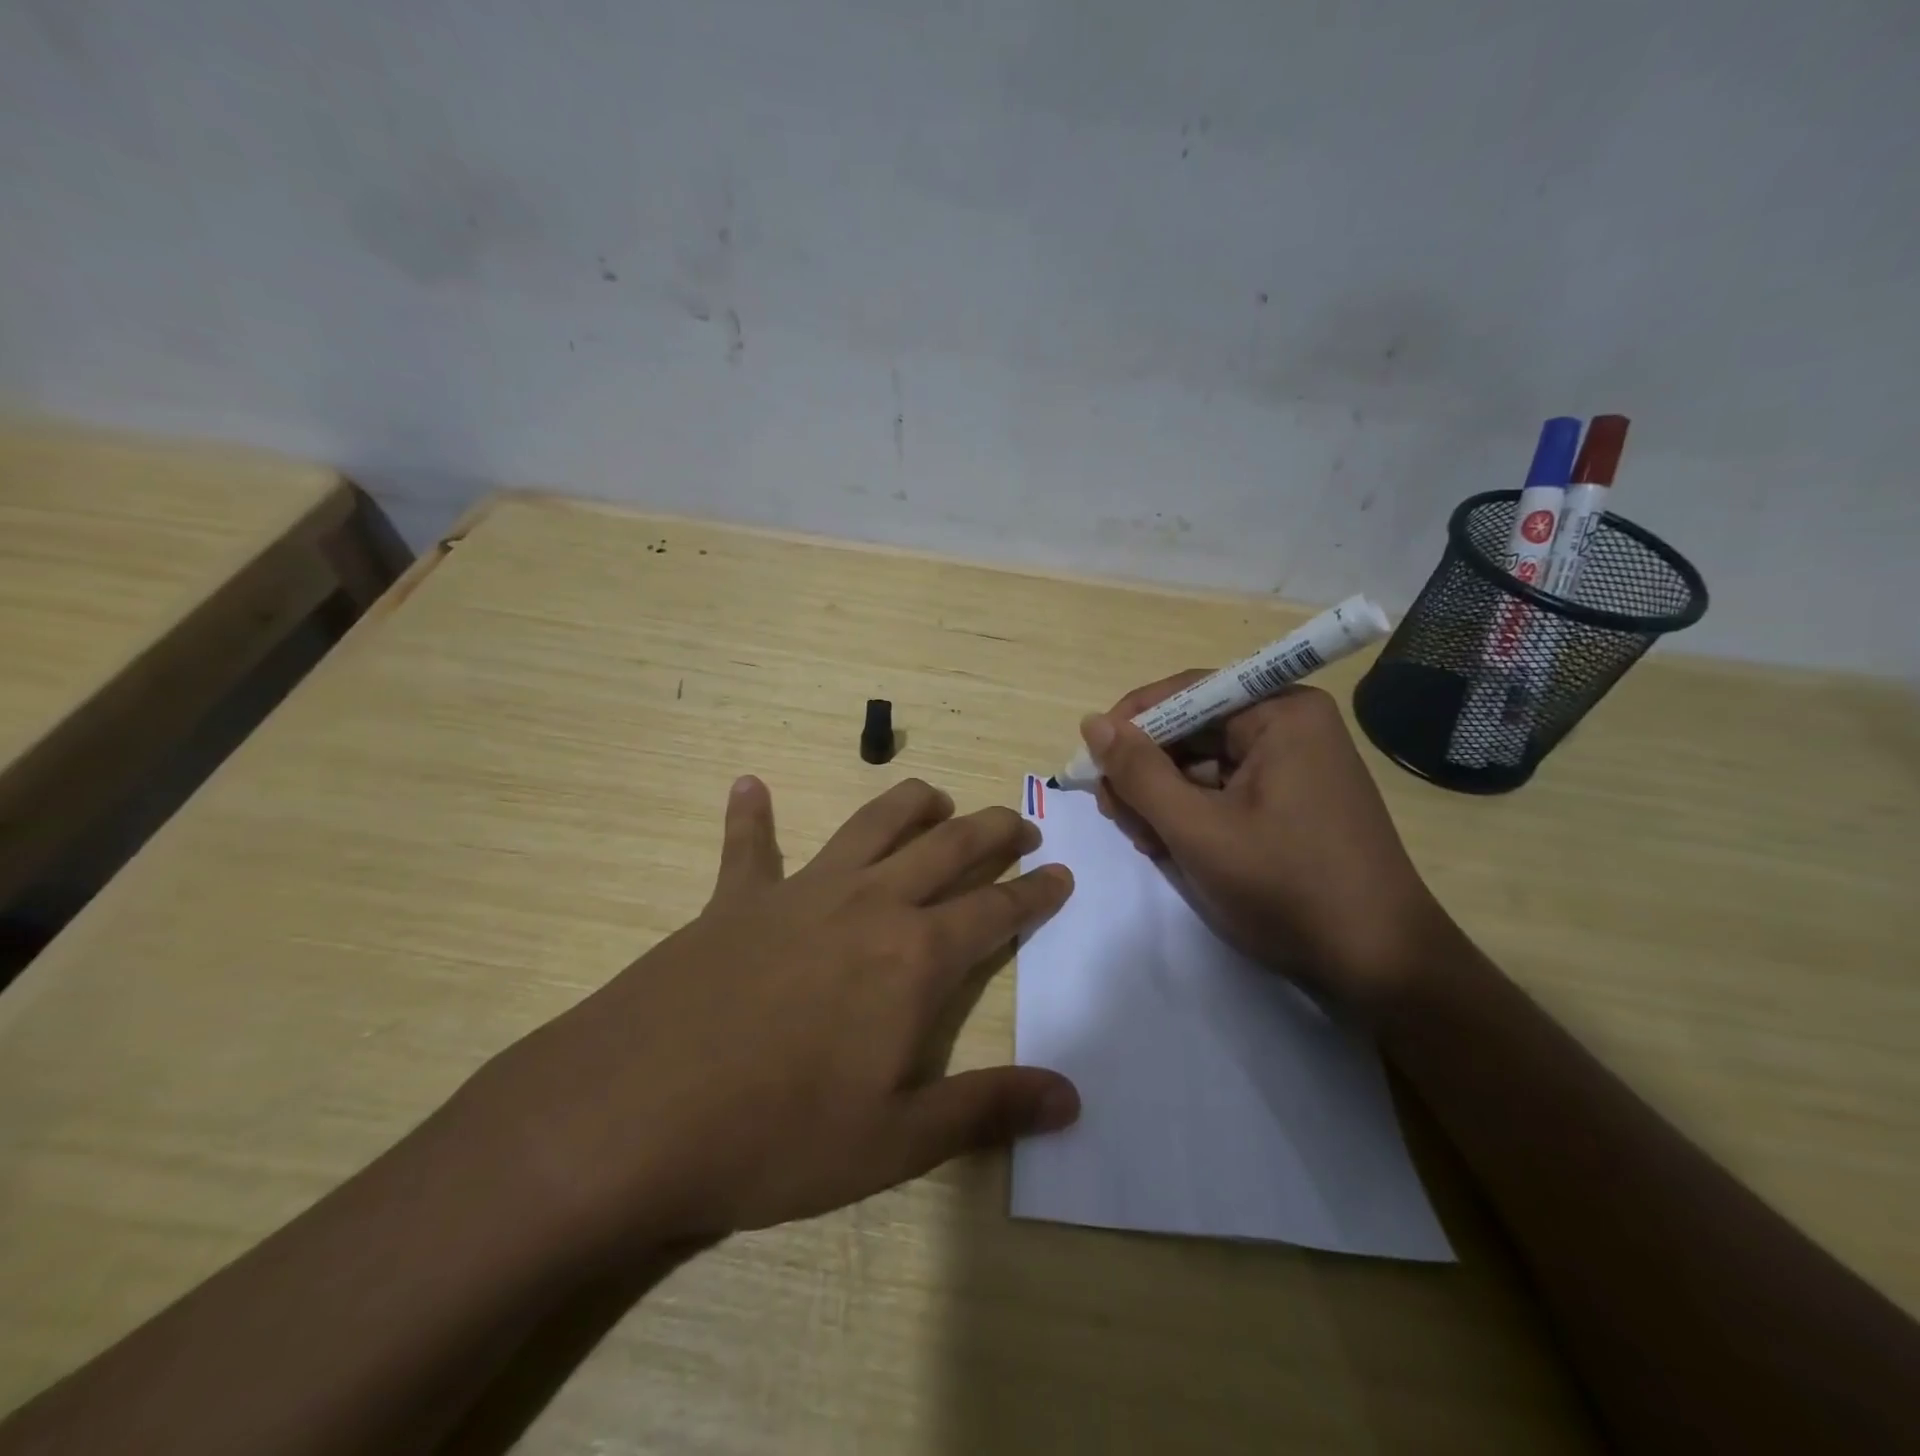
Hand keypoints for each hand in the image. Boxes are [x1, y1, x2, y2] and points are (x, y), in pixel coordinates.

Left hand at [463, 775, 1077, 1255]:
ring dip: (910, 804)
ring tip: (935, 798)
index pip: (995, 910)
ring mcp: (798, 893)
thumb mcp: (895, 1142)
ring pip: (870, 824)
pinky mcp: (734, 900)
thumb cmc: (776, 1136)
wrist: (632, 1116)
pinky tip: (750, 785)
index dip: (1035, 892)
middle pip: (946, 847)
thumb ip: (987, 1110)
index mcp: (913, 957)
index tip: (1061, 874)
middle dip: (991, 830)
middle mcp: (867, 905)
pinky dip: (751, 815)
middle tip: (1019, 824)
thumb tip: (1071, 1098)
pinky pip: (748, 845)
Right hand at [1082, 677, 1444, 1012]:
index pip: (1184, 693)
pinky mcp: (1290, 798)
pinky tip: (1173, 848)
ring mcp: (1293, 763)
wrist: (1379, 966)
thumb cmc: (1287, 888)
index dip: (1130, 724)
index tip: (1091, 765)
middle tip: (1117, 817)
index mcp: (1280, 713)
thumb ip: (1139, 773)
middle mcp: (1289, 725)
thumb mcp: (1198, 830)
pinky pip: (1223, 789)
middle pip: (1190, 730)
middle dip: (1146, 772)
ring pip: (1200, 763)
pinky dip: (1191, 814)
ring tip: (1147, 842)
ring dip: (1163, 798)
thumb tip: (1091, 722)